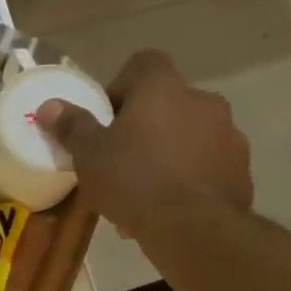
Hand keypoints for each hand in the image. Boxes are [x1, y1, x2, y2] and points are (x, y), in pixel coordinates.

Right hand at [34, 50, 251, 238]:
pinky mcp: (241, 167)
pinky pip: (206, 164)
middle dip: (144, 126)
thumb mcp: (89, 155)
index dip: (121, 86)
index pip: (143, 63)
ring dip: (167, 152)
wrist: (192, 227)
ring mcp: (228, 134)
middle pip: (167, 102)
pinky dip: (188, 177)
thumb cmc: (133, 180)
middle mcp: (202, 100)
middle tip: (119, 159)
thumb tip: (49, 106)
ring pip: (188, 135)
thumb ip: (71, 126)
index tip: (106, 119)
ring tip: (142, 192)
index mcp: (163, 88)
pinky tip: (168, 207)